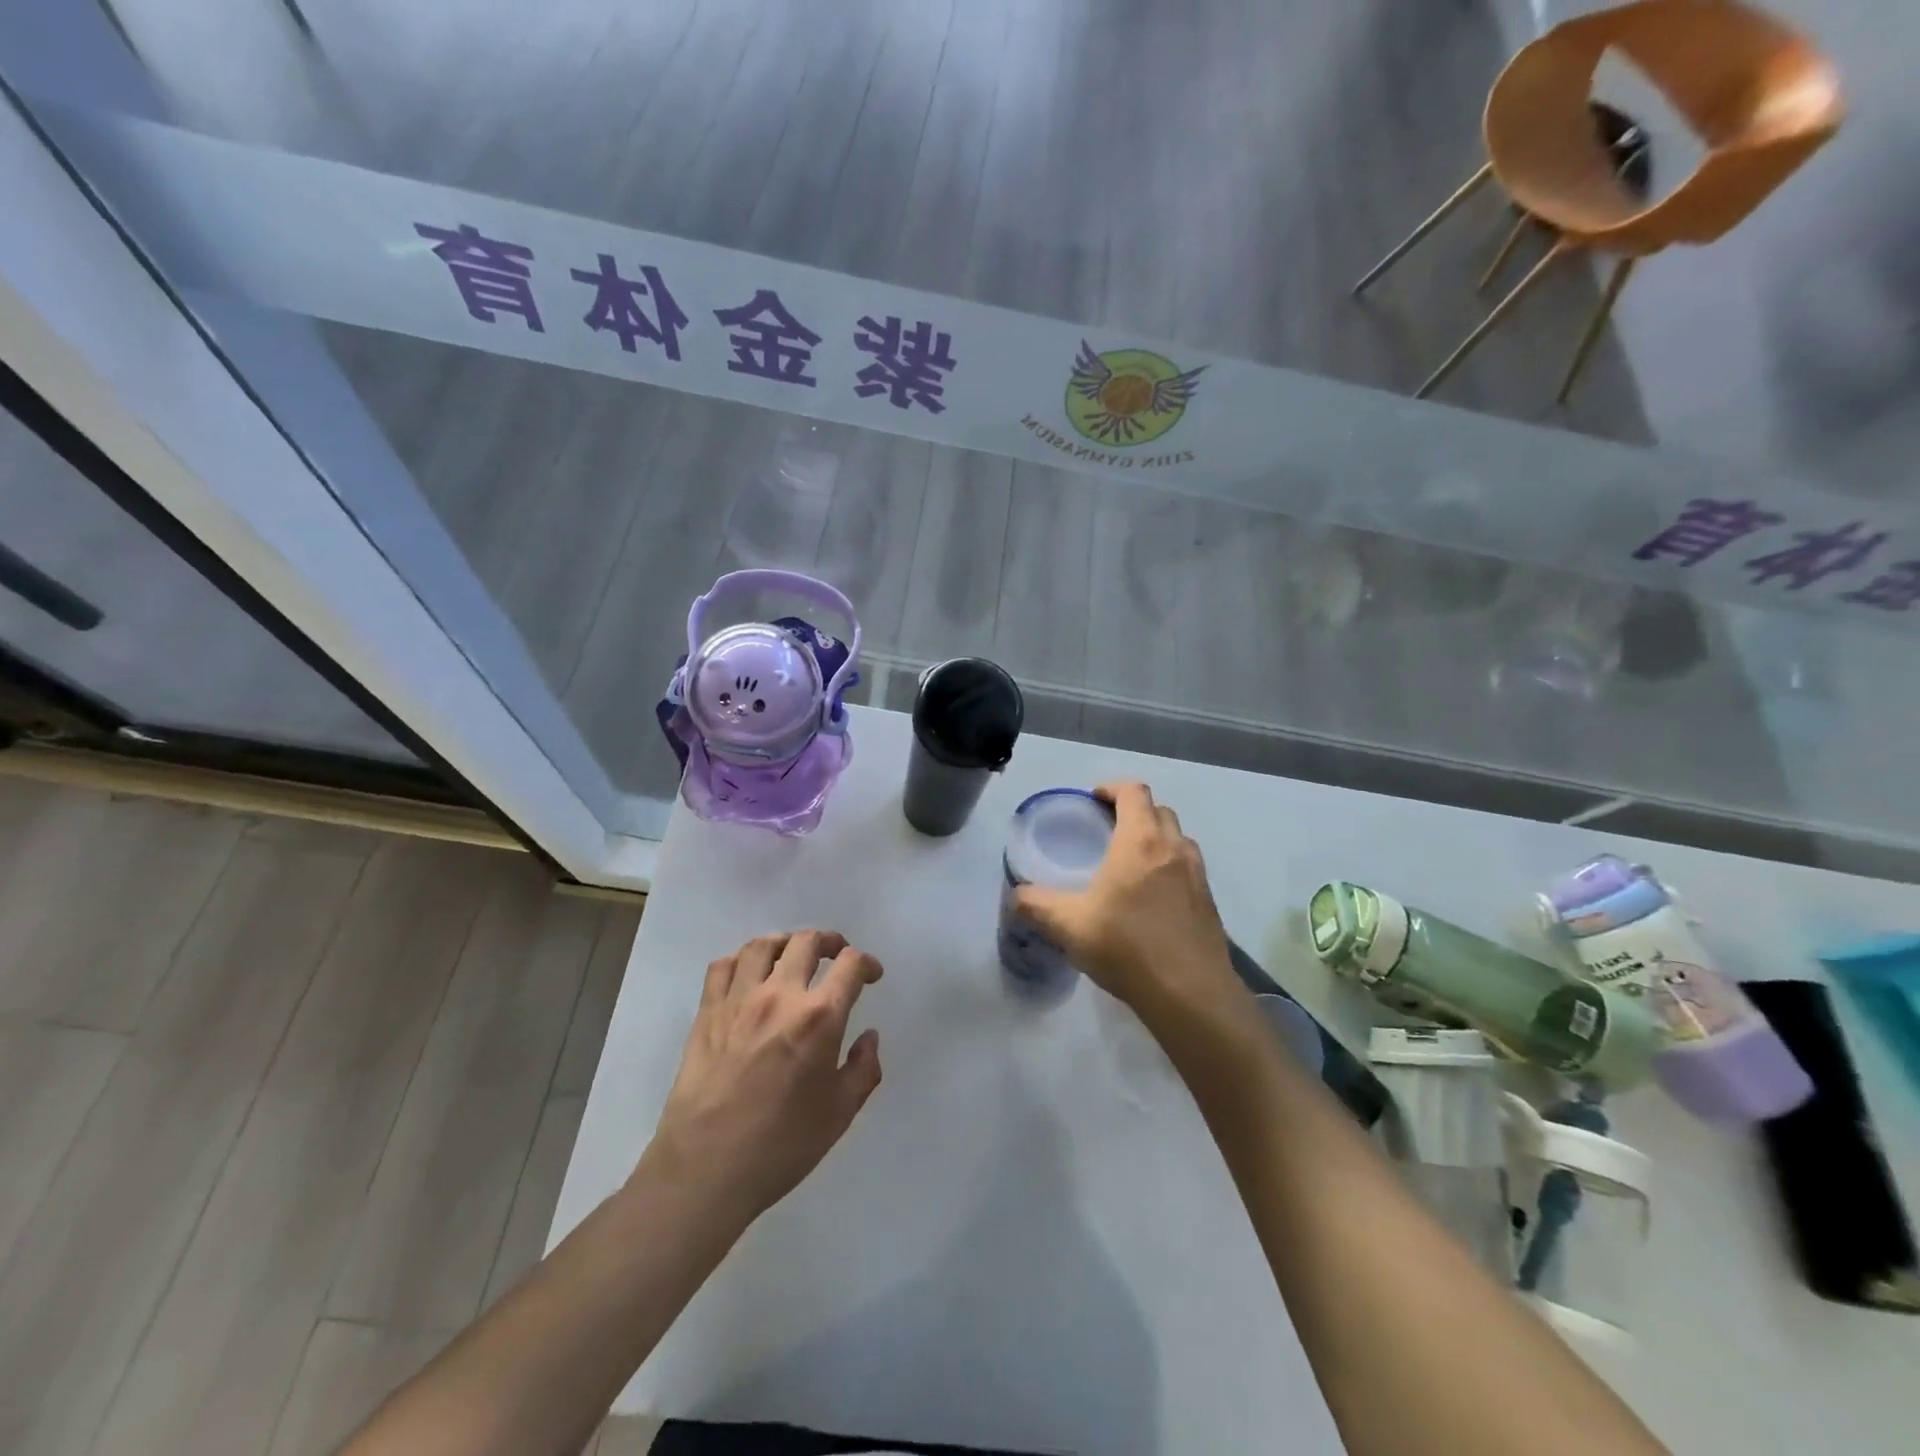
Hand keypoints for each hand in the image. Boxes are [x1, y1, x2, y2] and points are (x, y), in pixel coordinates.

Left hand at [641, 930, 882, 1225]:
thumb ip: (863, 1069)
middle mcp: (780, 995)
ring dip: (786, 942)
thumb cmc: (781, 1146)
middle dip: (830, 942)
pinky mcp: (707, 1013)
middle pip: (807, 942)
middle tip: (837, 955)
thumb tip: (869, 1037)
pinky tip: (749, 974)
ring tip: (793, 954)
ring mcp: (739, 1000)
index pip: (850, 965)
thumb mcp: (840, 1114)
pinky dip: (741, 959)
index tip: (871, 975)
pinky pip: (723, 966)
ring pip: (763, 945)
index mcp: (819, 1018)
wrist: (705, 1170)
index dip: (867, 963)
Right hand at [1012, 782, 1237, 1023]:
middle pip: (1159, 811)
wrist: (1190, 994)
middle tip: (1108, 831)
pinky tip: (1152, 900)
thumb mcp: (1068, 925)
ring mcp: (1198, 875)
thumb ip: (1036, 905)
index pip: (1134, 792)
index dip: (1112, 788)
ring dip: (1156, 839)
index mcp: (1140, 841)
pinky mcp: (1210, 903)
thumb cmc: (1126, 946)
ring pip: (1178, 840)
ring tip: (1131, 863)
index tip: (1093, 801)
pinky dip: (1170, 868)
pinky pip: (1188, 869)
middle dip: (1134, 812)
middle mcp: (1174, 849)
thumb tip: (1015, 896)